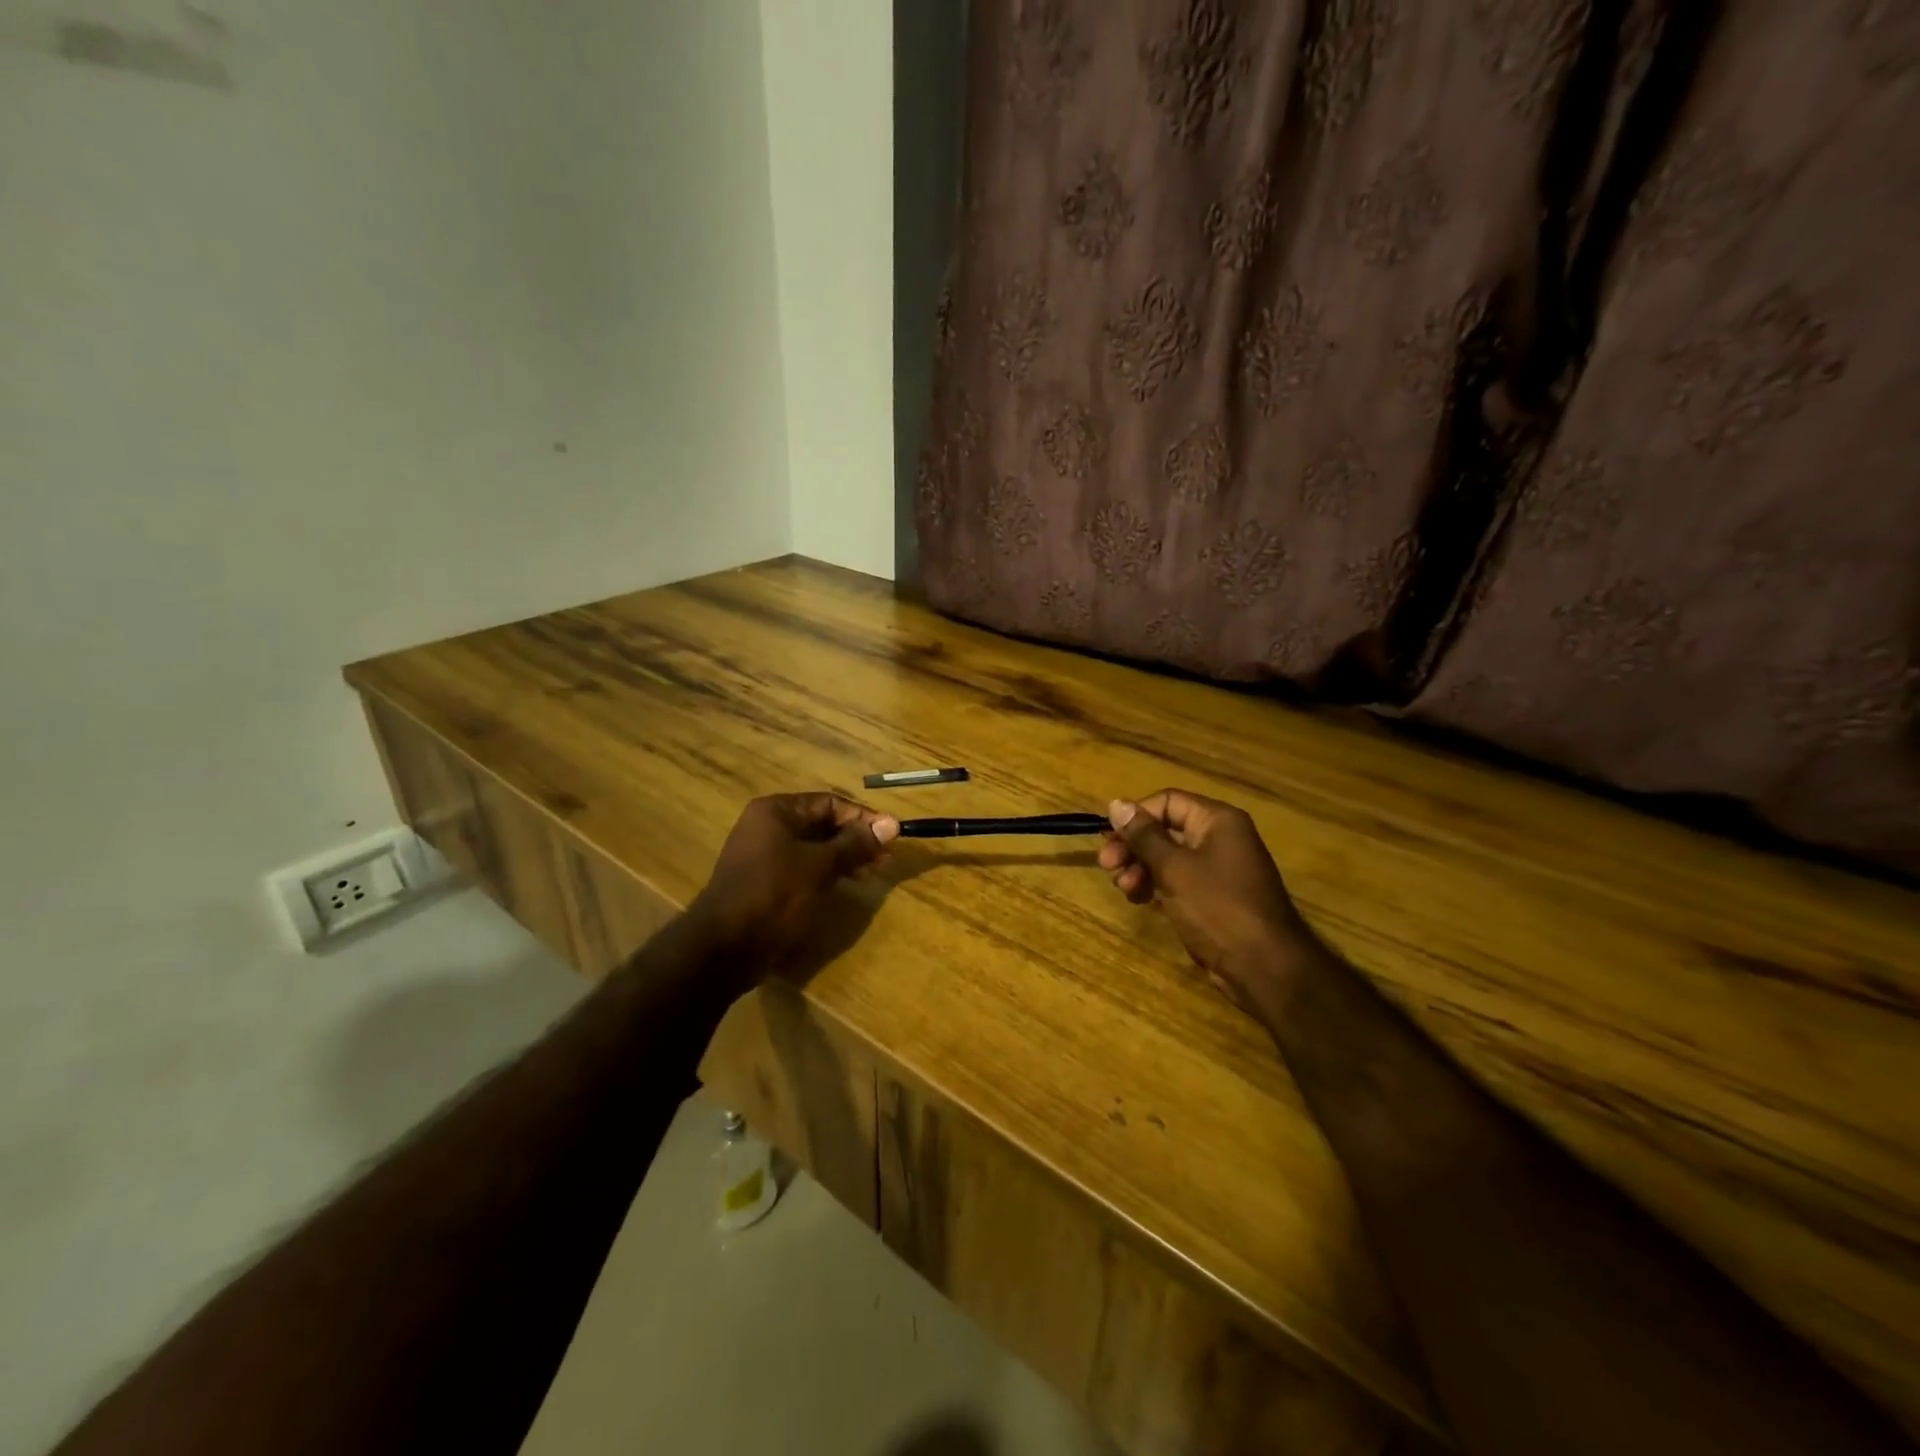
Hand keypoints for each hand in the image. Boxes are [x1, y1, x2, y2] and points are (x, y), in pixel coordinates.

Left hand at [689, 793, 899, 972]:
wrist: (726, 947)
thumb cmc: (775, 894)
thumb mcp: (820, 865)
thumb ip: (856, 843)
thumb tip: (892, 824)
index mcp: (776, 811)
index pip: (829, 802)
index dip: (863, 817)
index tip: (892, 834)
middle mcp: (768, 827)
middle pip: (822, 824)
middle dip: (856, 839)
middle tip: (887, 857)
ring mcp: (765, 856)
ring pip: (815, 848)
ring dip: (846, 857)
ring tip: (874, 871)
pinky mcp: (767, 882)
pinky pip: (804, 868)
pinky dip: (828, 872)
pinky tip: (849, 883)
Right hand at [1099, 789, 1319, 1010]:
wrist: (1265, 967)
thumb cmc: (1218, 908)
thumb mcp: (1174, 868)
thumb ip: (1143, 835)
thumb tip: (1116, 803)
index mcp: (1218, 821)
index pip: (1167, 801)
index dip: (1136, 816)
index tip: (1108, 838)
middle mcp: (1220, 838)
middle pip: (1166, 829)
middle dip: (1133, 846)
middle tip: (1107, 866)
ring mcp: (1219, 869)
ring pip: (1168, 857)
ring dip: (1140, 868)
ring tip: (1124, 889)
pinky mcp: (1214, 897)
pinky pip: (1178, 880)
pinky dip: (1156, 886)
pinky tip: (1140, 900)